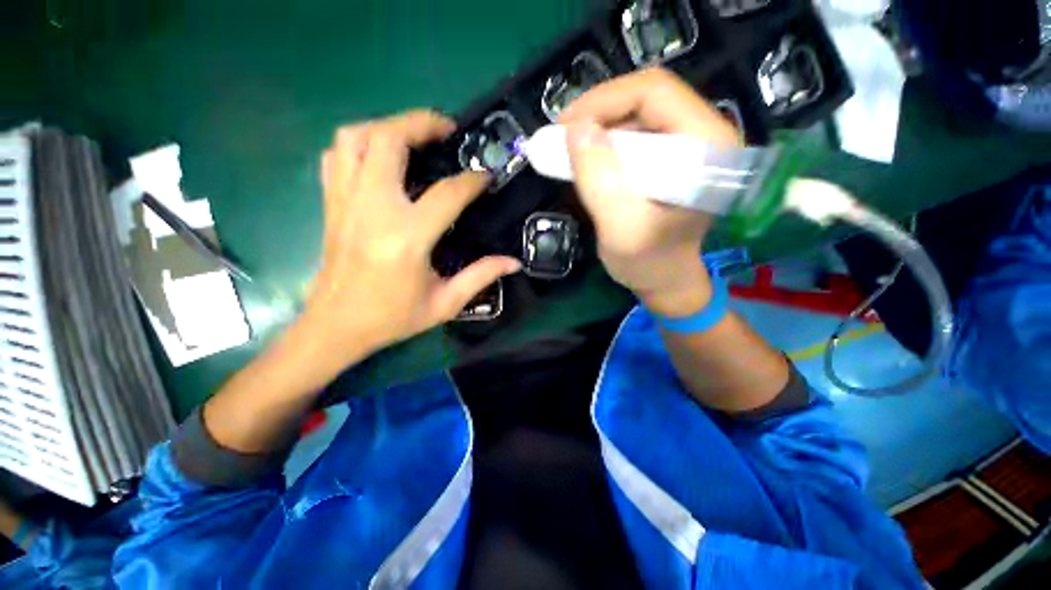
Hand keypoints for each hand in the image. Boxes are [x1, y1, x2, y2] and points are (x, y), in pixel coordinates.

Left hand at [298, 110, 520, 374]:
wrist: (337, 325)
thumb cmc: (393, 317)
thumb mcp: (445, 303)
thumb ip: (481, 276)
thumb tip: (513, 262)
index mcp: (407, 238)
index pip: (447, 193)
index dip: (472, 180)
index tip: (486, 175)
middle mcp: (373, 209)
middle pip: (389, 140)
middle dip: (422, 124)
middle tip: (447, 130)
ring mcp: (345, 202)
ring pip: (356, 138)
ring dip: (387, 126)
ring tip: (413, 136)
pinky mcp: (332, 204)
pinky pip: (337, 155)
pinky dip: (360, 144)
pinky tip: (380, 157)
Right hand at [560, 68, 739, 315]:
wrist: (665, 280)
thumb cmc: (648, 262)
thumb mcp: (620, 228)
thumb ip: (600, 180)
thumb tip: (576, 128)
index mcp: (710, 145)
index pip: (655, 92)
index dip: (603, 100)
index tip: (564, 127)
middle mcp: (706, 134)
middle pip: (646, 98)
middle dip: (597, 114)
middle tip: (560, 138)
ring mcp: (689, 144)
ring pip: (637, 114)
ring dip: (598, 129)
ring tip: (568, 151)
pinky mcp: (672, 157)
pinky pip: (634, 134)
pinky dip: (605, 143)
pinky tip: (586, 160)